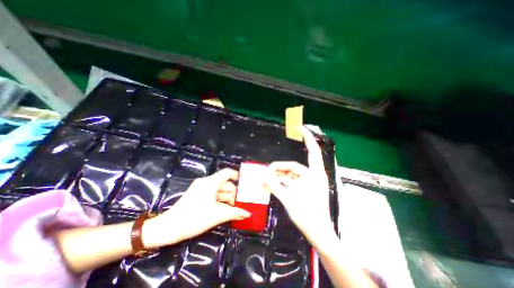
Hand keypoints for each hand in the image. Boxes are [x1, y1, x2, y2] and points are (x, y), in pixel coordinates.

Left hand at [143, 169, 250, 247]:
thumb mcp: (216, 215)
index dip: (237, 176)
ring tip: (235, 208)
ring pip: (220, 190)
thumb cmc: (193, 219)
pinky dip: (221, 201)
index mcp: (210, 183)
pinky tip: (226, 209)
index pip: (227, 173)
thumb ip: (234, 213)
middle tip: (242, 202)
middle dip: (234, 193)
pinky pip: (214, 195)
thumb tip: (248, 213)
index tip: (245, 183)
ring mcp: (202, 189)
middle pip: (225, 183)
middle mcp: (206, 183)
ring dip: (228, 199)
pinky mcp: (198, 195)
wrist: (168, 228)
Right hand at [263, 127, 335, 245]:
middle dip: (280, 167)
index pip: (312, 151)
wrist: (318, 234)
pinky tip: (273, 184)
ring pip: (291, 174)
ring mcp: (308, 183)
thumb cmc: (308, 216)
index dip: (307, 138)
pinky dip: (282, 182)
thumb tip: (262, 176)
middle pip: (293, 166)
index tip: (300, 127)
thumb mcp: (289, 199)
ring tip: (267, 179)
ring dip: (279, 176)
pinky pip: (291, 181)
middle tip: (267, 170)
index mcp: (315, 174)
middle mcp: (312, 176)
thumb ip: (274, 185)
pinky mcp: (304, 189)